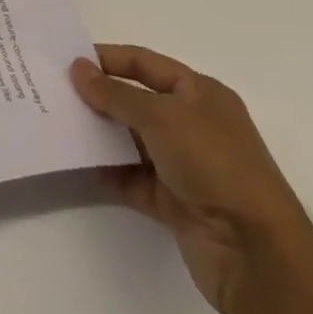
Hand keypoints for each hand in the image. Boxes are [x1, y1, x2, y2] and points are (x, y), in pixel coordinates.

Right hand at [71, 45, 309, 313]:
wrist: (256, 255)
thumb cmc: (214, 164)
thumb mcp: (161, 117)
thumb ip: (114, 93)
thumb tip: (77, 69)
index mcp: (200, 94)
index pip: (145, 63)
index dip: (108, 59)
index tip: (68, 59)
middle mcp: (194, 125)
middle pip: (137, 101)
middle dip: (100, 96)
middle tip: (56, 90)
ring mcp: (185, 166)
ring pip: (132, 140)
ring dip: (101, 134)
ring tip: (59, 124)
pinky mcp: (176, 203)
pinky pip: (134, 180)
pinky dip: (109, 173)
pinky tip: (78, 166)